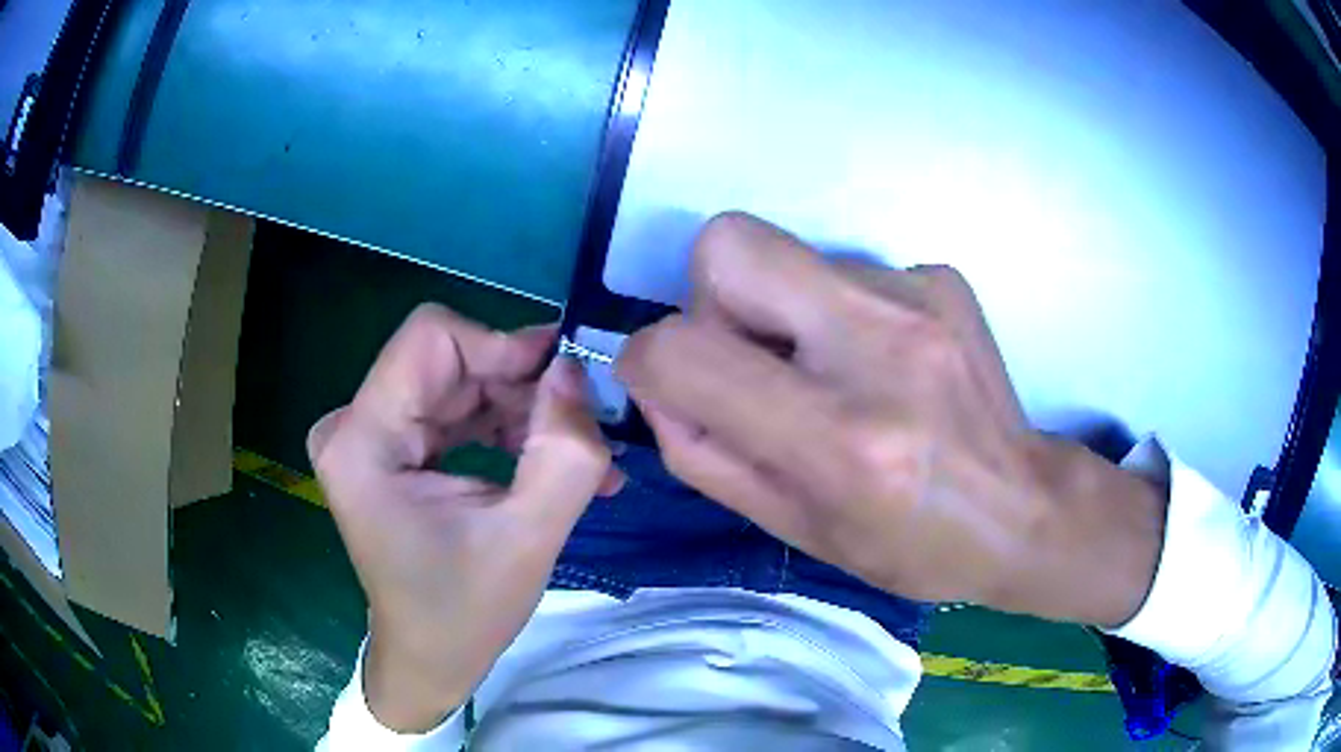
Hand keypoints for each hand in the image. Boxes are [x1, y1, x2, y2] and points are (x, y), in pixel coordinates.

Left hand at [309, 305, 619, 731]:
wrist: (428, 659)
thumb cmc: (465, 614)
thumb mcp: (528, 540)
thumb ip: (565, 452)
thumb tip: (575, 371)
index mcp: (362, 442)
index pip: (432, 337)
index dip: (501, 345)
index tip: (562, 382)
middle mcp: (353, 425)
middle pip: (448, 359)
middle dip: (520, 383)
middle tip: (583, 421)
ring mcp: (367, 434)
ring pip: (457, 380)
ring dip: (519, 407)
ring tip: (577, 451)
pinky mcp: (388, 447)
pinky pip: (452, 408)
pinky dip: (501, 425)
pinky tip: (546, 457)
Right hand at [618, 213, 1164, 626]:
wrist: (1023, 510)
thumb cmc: (908, 544)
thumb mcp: (794, 528)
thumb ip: (704, 454)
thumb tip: (657, 381)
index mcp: (837, 437)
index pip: (682, 351)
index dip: (648, 362)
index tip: (673, 386)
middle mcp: (876, 346)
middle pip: (727, 244)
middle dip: (709, 297)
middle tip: (751, 358)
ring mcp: (917, 297)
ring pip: (786, 254)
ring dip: (781, 311)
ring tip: (832, 372)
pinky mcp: (941, 277)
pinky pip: (844, 270)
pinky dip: (838, 311)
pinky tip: (883, 362)